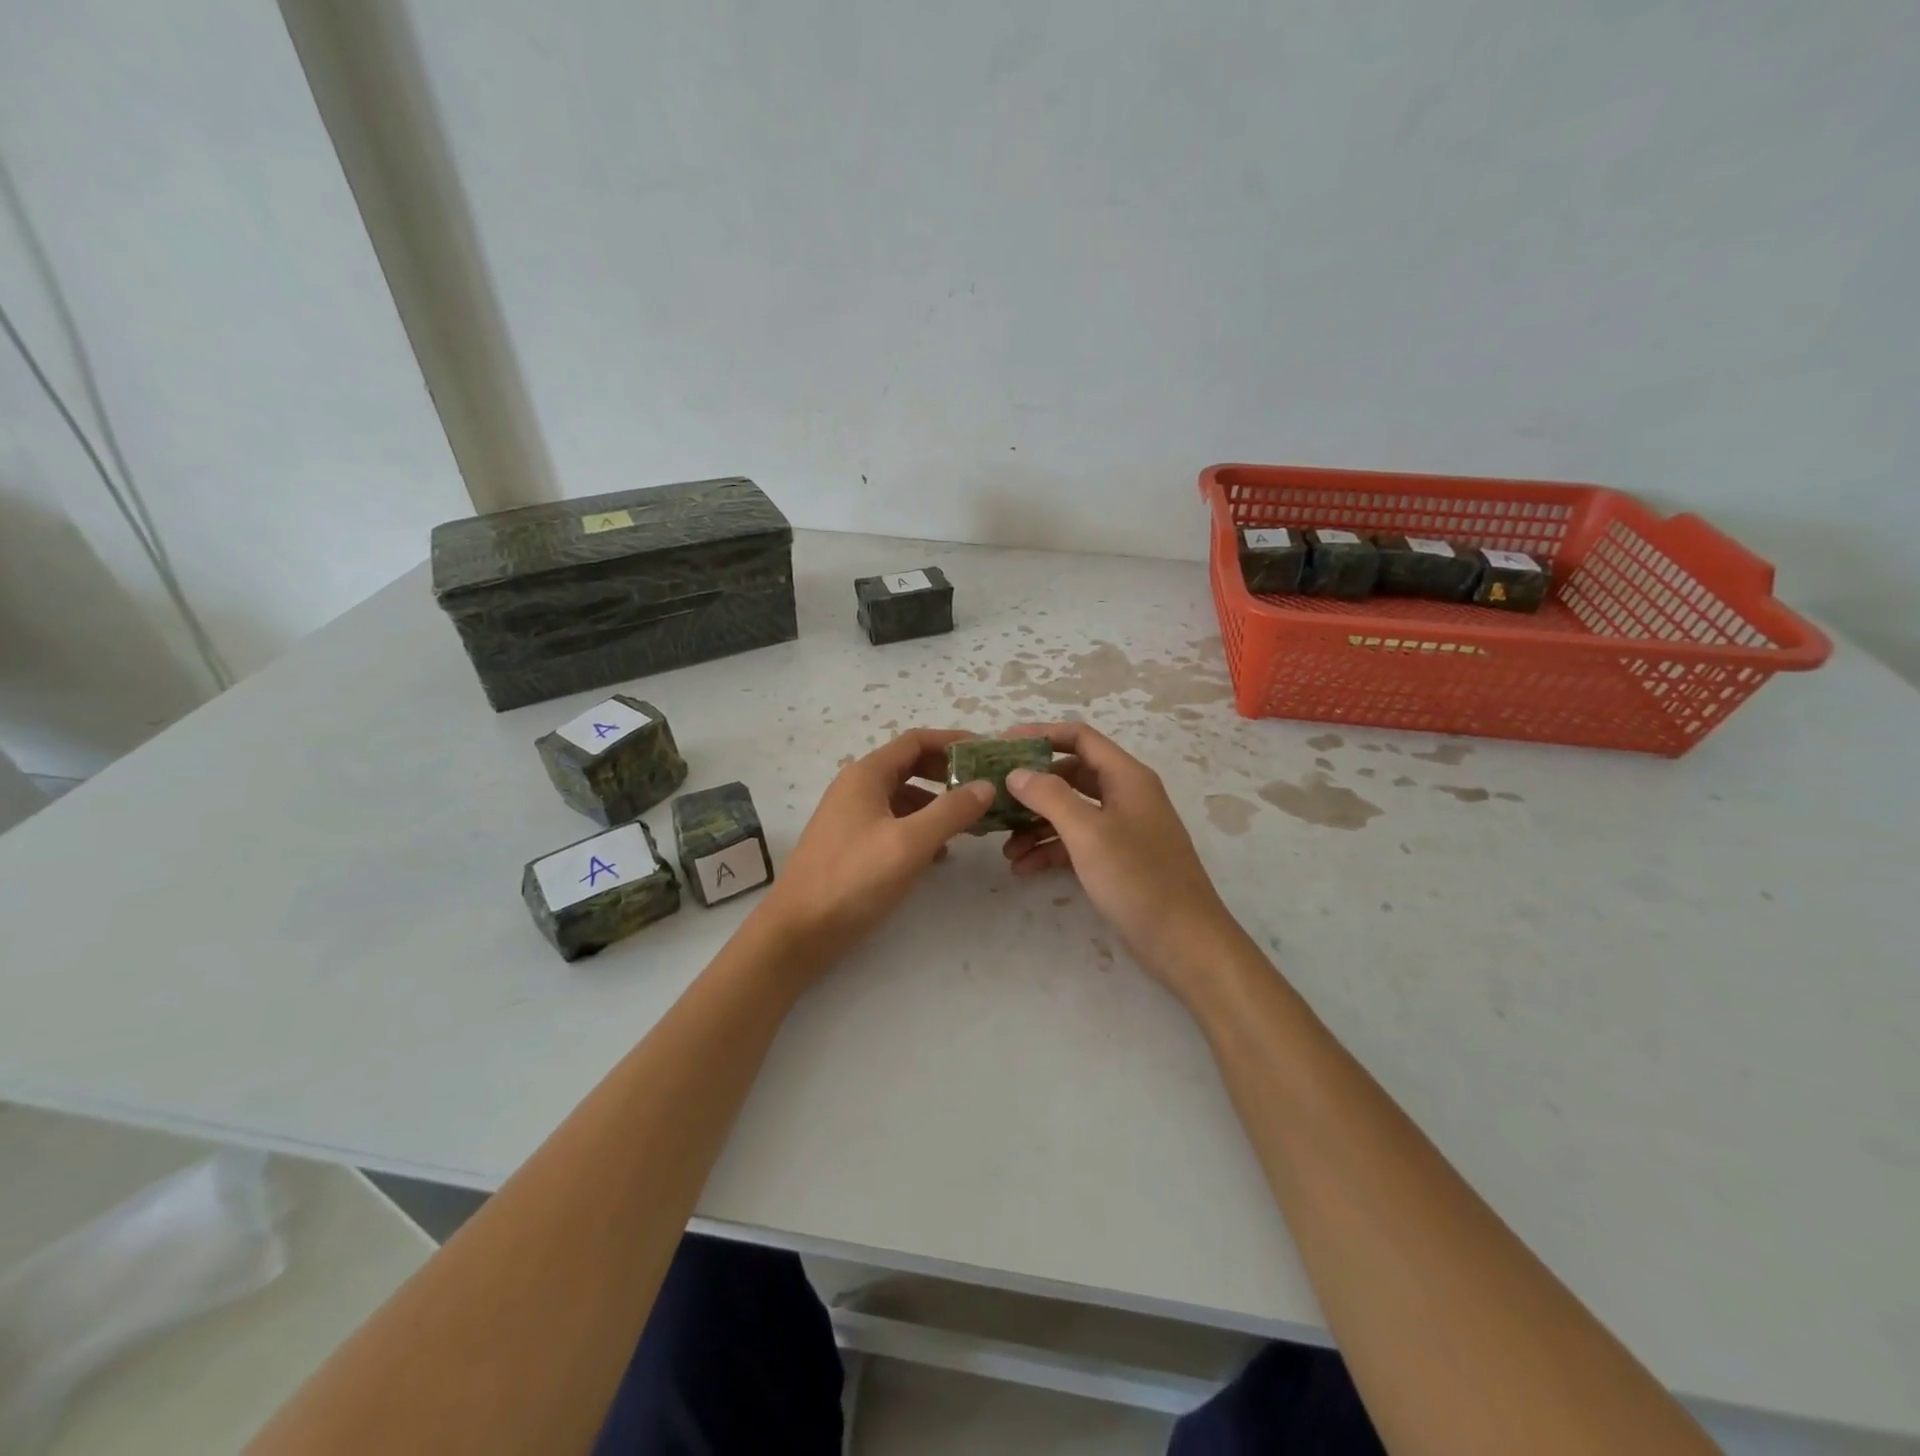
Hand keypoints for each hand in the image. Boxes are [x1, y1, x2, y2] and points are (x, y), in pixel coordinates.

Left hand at [754, 729, 993, 974]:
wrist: (798, 931)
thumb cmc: (854, 879)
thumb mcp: (910, 843)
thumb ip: (951, 811)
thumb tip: (986, 785)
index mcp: (867, 775)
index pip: (916, 741)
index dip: (953, 741)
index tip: (988, 752)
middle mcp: (857, 788)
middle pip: (910, 766)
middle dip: (948, 774)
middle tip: (984, 788)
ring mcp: (852, 817)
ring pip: (904, 797)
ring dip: (938, 804)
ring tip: (970, 824)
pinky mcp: (852, 845)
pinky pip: (894, 823)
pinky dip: (920, 828)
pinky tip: (940, 853)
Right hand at [1000, 722, 1245, 998]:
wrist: (1184, 941)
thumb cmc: (1137, 877)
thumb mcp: (1088, 832)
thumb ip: (1049, 796)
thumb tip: (1017, 773)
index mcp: (1126, 777)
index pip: (1079, 738)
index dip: (1041, 734)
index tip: (1002, 744)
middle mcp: (1125, 795)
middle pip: (1071, 775)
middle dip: (1033, 787)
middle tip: (996, 798)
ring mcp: (1123, 828)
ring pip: (1071, 812)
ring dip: (1037, 824)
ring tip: (1005, 848)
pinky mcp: (1118, 859)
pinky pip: (1077, 843)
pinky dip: (1051, 850)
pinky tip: (1023, 868)